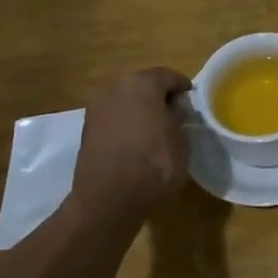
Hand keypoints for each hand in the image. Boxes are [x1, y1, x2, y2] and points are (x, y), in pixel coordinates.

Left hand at [69, 67, 193, 220]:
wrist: (107, 201)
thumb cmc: (153, 165)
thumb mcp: (182, 140)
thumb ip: (180, 117)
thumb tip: (175, 110)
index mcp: (143, 83)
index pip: (169, 76)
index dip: (183, 88)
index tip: (191, 102)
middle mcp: (116, 86)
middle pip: (143, 84)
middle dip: (158, 96)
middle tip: (174, 114)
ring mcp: (97, 106)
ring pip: (126, 99)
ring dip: (139, 109)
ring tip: (154, 128)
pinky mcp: (86, 127)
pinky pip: (113, 116)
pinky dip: (125, 122)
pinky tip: (136, 140)